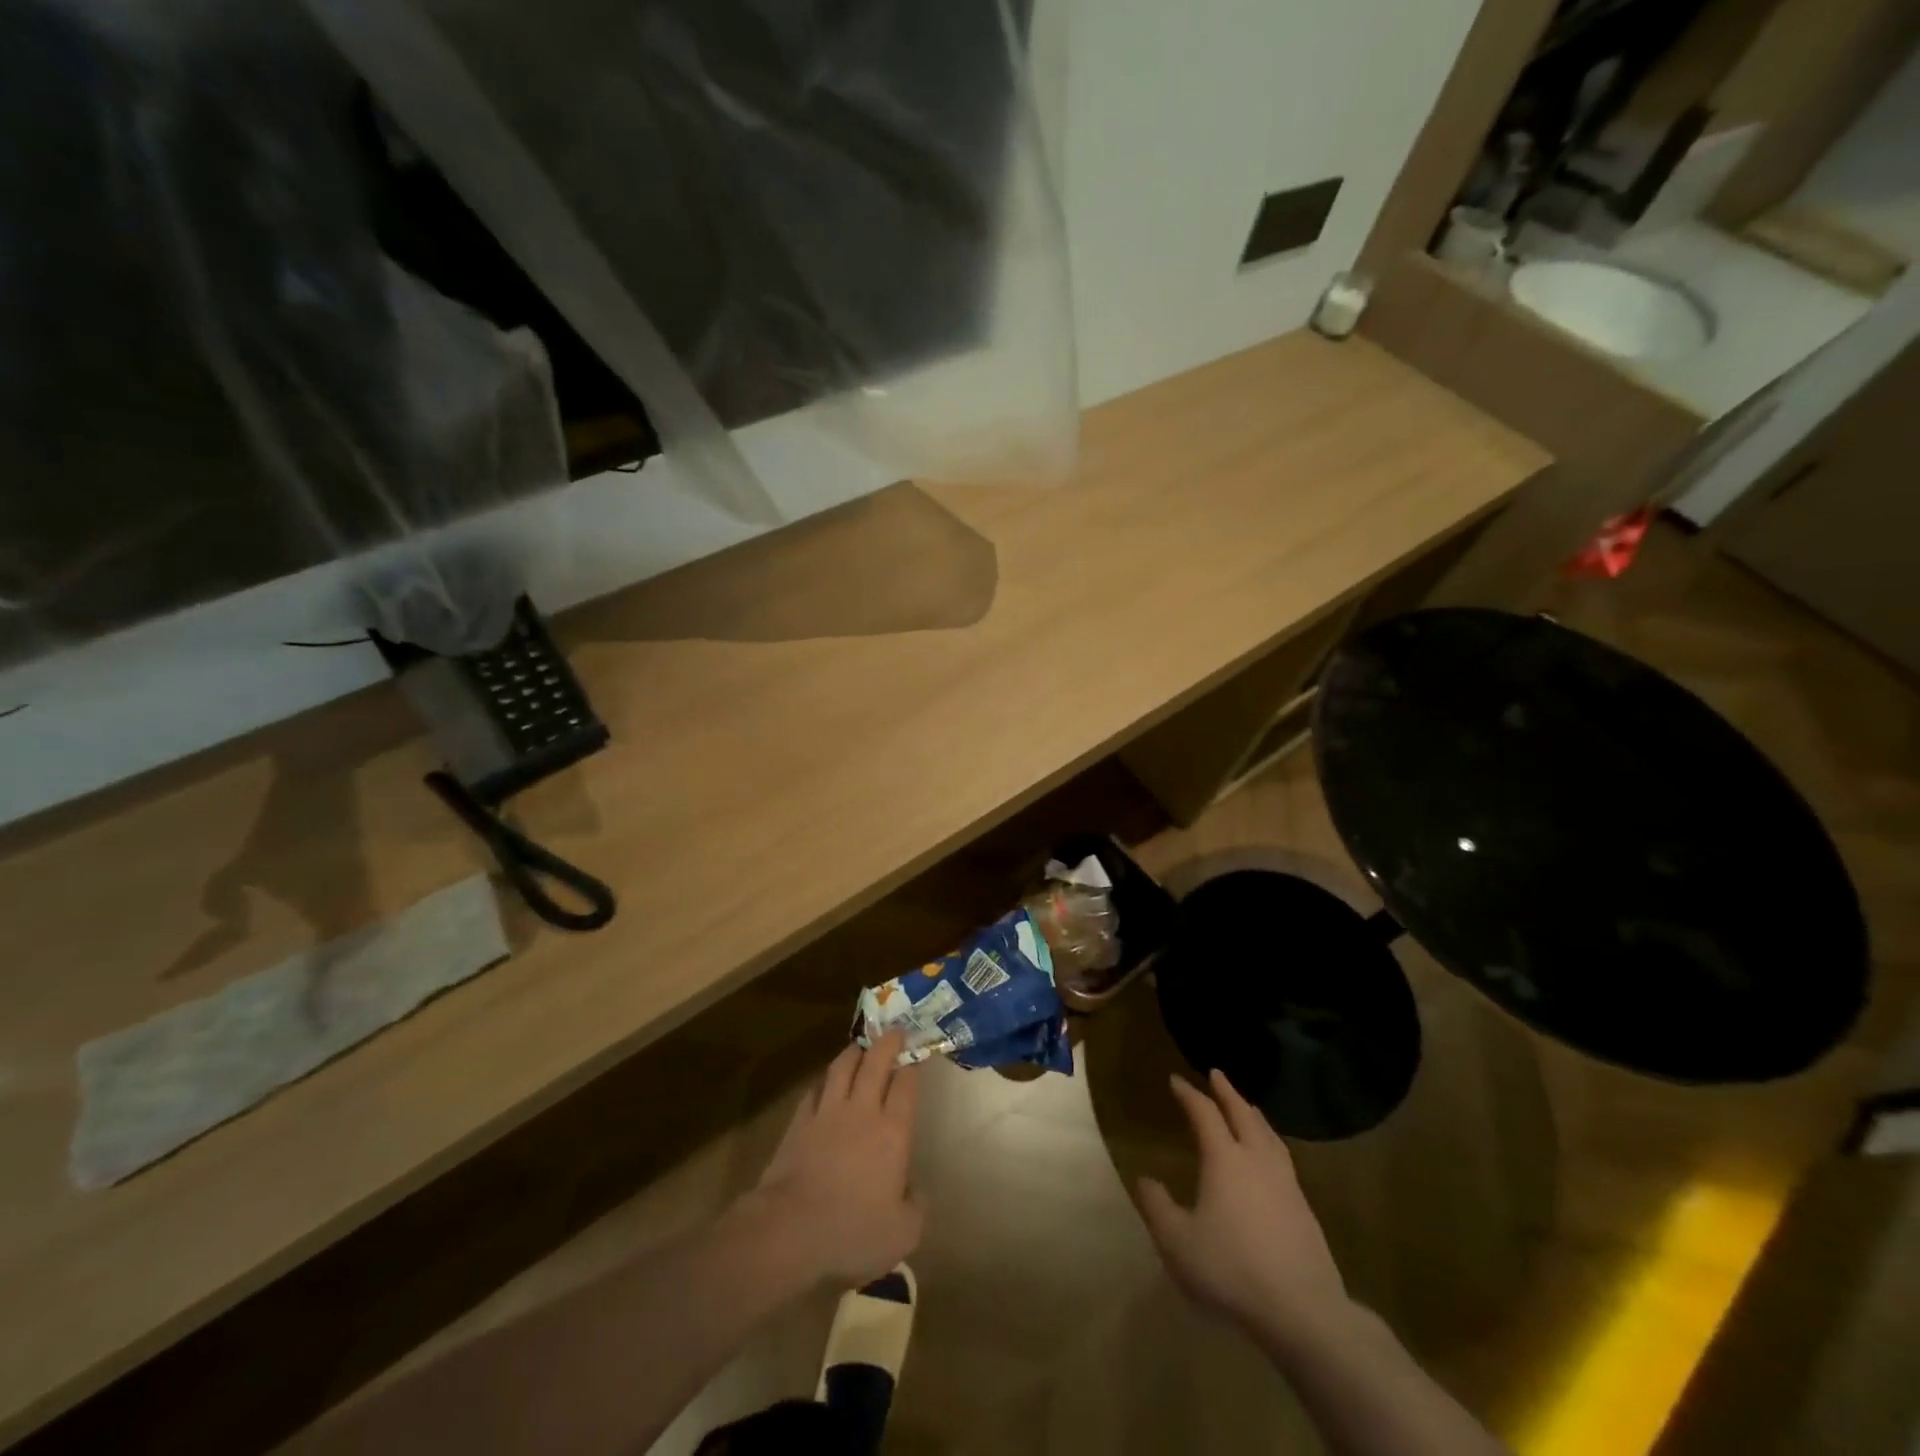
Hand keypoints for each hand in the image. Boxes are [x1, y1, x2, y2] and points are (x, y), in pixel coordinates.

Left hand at [748, 1031, 924, 1289]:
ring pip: (843, 1067)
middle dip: (887, 1042)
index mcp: (893, 1132)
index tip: (916, 1054)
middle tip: (894, 1030)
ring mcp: (828, 1112)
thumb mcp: (903, 1233)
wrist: (791, 1228)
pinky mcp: (800, 1121)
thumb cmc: (853, 1229)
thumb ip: (917, 1206)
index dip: (912, 1066)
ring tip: (861, 1045)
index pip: (906, 1085)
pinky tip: (826, 1081)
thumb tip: (916, 1190)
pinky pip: (816, 1089)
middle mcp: (863, 1111)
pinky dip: (825, 1080)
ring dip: (854, 1051)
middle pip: (876, 1063)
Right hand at [1136, 1070, 1350, 1348]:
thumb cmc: (1231, 1270)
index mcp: (1225, 1159)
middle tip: (1216, 1074)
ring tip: (1247, 1107)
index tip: (1175, 1080)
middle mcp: (1257, 1160)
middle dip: (1227, 1092)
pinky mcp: (1304, 1209)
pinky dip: (1270, 1141)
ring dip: (1253, 1114)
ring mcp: (1286, 1183)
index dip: (1189, 1094)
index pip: (1204, 1113)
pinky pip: (1282, 1158)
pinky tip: (1270, 1156)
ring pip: (1268, 1134)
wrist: (1303, 1311)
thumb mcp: (1177, 1241)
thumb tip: (1144, 1179)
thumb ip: (1157, 1207)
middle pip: (1242, 1114)